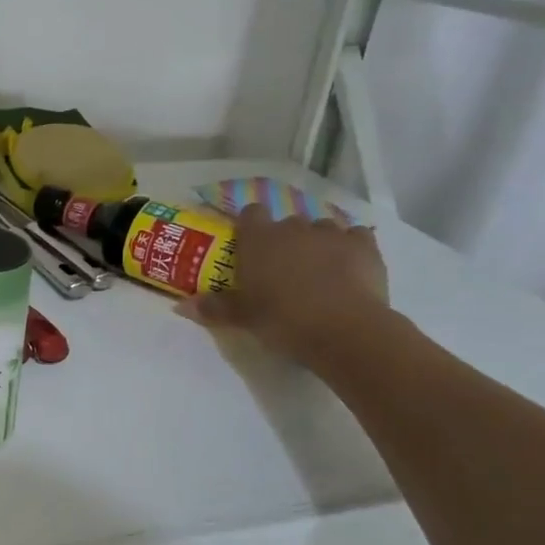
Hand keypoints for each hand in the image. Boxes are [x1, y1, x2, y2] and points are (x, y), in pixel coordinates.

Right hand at [184, 206, 390, 361]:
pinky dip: (351, 247)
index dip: (250, 227)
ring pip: (321, 228)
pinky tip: (349, 268)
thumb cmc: (282, 320)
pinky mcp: (364, 245)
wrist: (343, 329)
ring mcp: (331, 233)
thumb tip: (180, 306)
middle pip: (287, 223)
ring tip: (318, 271)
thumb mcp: (242, 318)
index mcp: (259, 240)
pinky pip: (355, 236)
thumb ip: (213, 308)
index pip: (250, 214)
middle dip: (285, 241)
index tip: (250, 247)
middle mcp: (293, 228)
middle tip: (282, 270)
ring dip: (317, 243)